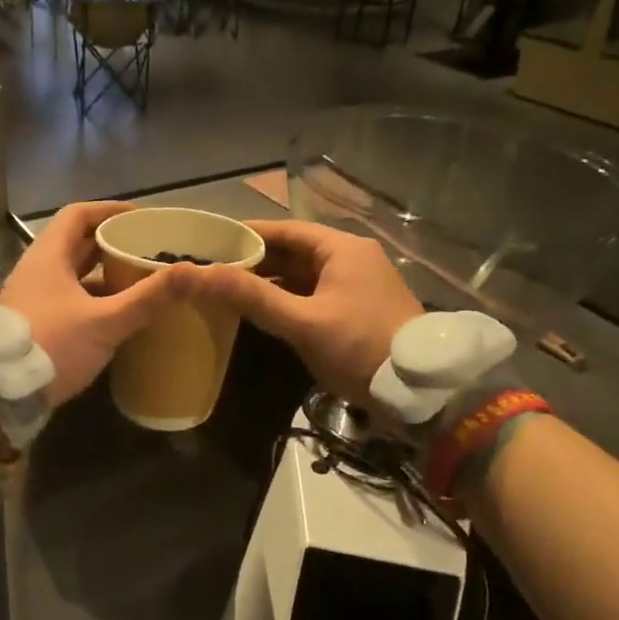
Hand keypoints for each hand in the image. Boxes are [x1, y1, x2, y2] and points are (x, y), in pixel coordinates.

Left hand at [0, 202, 196, 404]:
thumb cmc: (51, 345)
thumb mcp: (105, 322)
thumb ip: (149, 298)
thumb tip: (195, 272)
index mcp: (48, 257)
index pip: (78, 215)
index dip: (110, 211)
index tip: (141, 219)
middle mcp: (37, 271)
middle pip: (77, 245)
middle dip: (113, 244)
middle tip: (149, 250)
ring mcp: (34, 299)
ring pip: (74, 275)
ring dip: (105, 275)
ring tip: (141, 280)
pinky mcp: (36, 324)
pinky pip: (70, 300)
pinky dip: (95, 300)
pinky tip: (119, 316)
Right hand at [186, 220, 423, 402]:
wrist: (420, 389)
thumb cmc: (359, 346)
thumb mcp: (303, 322)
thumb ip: (252, 297)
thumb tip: (197, 273)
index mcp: (342, 249)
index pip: (286, 230)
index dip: (248, 234)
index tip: (212, 241)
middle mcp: (352, 258)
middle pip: (295, 251)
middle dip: (256, 260)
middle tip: (214, 269)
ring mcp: (358, 284)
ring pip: (304, 275)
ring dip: (271, 281)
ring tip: (230, 290)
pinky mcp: (359, 309)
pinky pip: (315, 294)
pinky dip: (289, 299)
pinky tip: (264, 311)